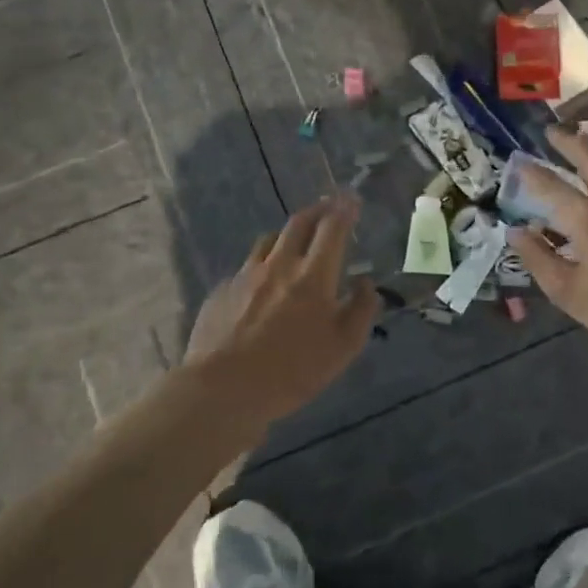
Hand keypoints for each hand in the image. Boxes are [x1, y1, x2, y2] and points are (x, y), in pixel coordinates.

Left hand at [183, 194, 380, 427]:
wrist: (223, 389)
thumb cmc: (292, 371)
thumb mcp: (343, 348)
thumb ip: (360, 310)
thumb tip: (365, 283)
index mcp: (313, 275)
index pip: (333, 228)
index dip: (344, 209)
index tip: (351, 198)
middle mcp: (279, 264)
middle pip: (299, 223)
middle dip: (317, 210)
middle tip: (327, 206)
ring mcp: (246, 275)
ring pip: (269, 240)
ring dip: (287, 234)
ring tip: (294, 240)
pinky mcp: (222, 291)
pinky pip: (247, 267)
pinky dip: (262, 265)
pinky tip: (261, 283)